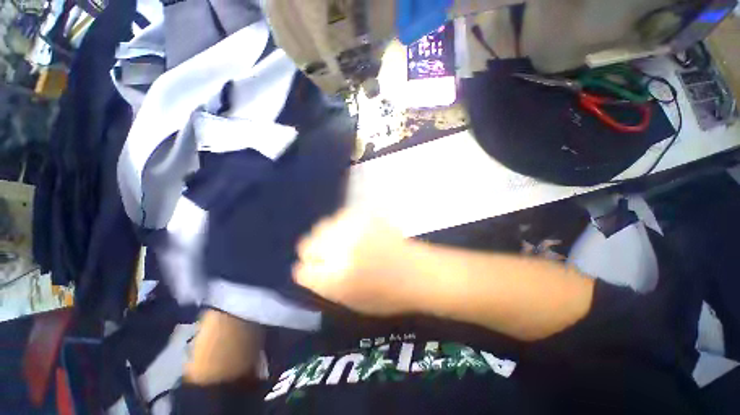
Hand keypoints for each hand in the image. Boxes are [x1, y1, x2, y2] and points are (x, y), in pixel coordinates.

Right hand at [293, 208, 415, 316]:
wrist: (417, 272)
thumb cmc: (386, 295)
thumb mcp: (349, 302)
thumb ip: (324, 286)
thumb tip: (308, 269)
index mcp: (334, 279)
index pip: (302, 270)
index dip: (307, 271)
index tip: (315, 272)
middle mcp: (340, 250)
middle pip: (307, 244)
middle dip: (314, 252)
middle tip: (328, 257)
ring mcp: (353, 229)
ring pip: (322, 227)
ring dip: (328, 237)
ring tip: (342, 244)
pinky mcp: (365, 216)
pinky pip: (341, 217)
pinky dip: (342, 226)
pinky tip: (354, 233)